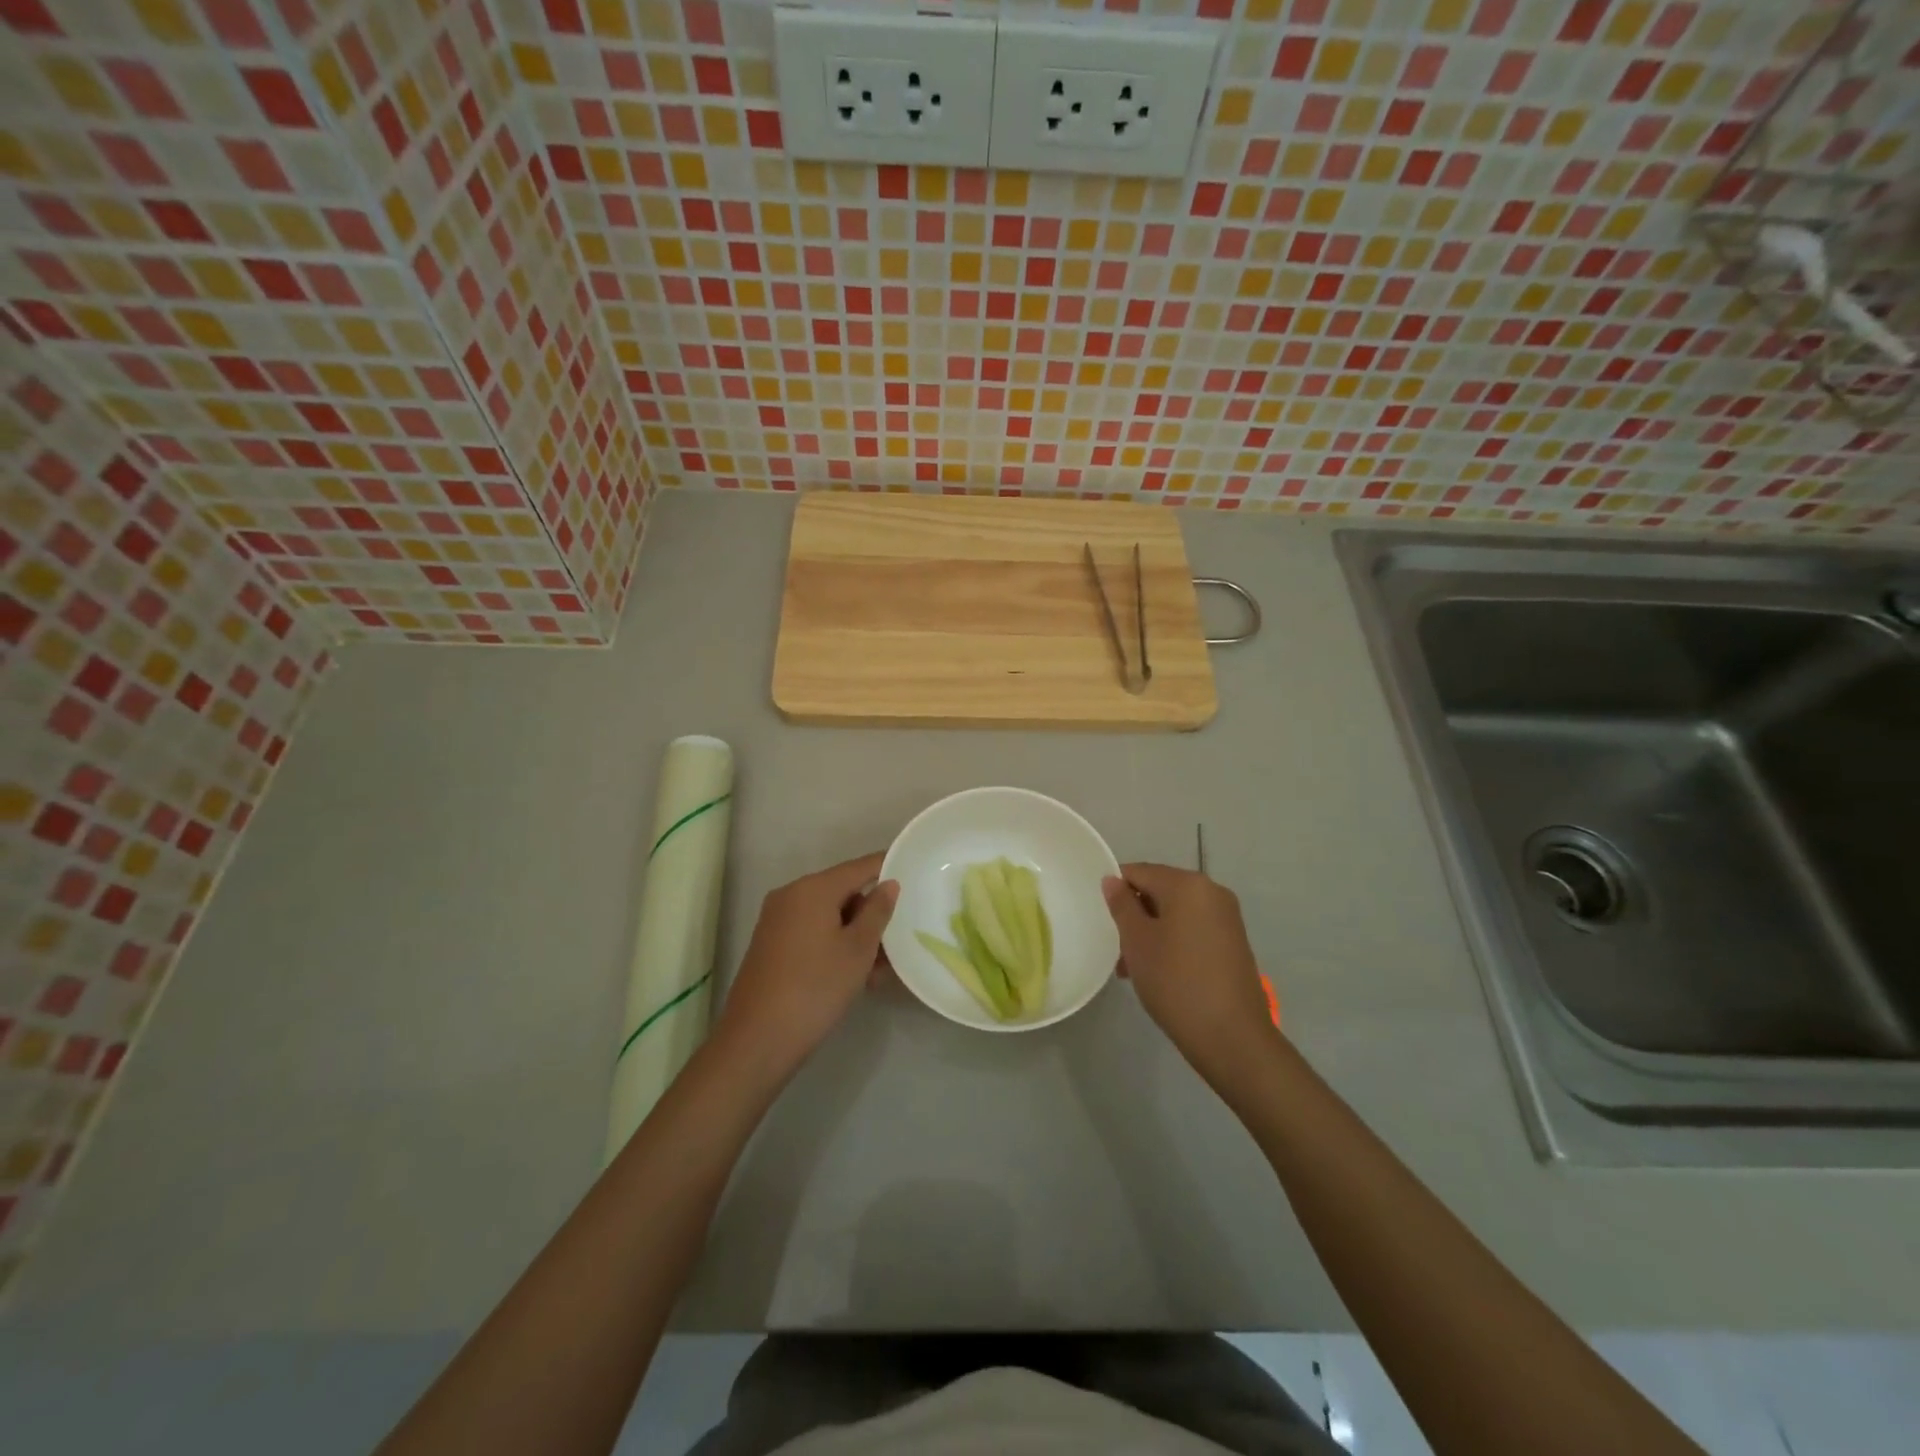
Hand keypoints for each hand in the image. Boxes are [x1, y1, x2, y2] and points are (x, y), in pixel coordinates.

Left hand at [716, 852, 897, 1079]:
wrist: (757, 1040)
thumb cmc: (816, 988)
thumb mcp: (858, 949)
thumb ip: (877, 911)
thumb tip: (888, 883)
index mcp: (812, 888)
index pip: (859, 867)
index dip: (887, 868)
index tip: (914, 875)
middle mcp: (791, 896)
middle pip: (843, 892)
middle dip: (872, 915)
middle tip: (898, 943)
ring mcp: (777, 921)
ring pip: (828, 917)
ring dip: (856, 936)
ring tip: (879, 971)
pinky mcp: (771, 945)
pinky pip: (812, 933)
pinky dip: (834, 945)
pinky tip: (855, 977)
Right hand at [1103, 863, 1273, 1081]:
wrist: (1232, 1037)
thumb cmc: (1176, 981)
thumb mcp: (1137, 941)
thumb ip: (1122, 905)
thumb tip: (1112, 880)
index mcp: (1188, 884)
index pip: (1139, 871)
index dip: (1115, 890)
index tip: (1101, 918)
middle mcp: (1212, 892)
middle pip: (1159, 890)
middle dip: (1134, 915)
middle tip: (1116, 949)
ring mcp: (1227, 918)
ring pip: (1175, 913)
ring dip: (1151, 932)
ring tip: (1132, 968)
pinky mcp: (1233, 943)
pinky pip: (1193, 929)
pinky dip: (1172, 942)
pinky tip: (1158, 972)